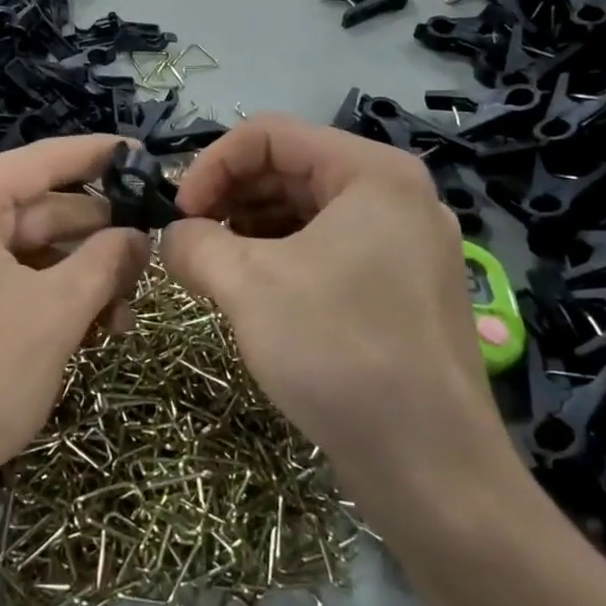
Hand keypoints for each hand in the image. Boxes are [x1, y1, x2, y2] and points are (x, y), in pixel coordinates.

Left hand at [0, 136, 149, 525]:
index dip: (98, 156)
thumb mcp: (55, 313)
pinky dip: (33, 297)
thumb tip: (139, 236)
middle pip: (28, 211)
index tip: (143, 153)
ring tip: (123, 313)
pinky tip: (80, 326)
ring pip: (11, 252)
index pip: (39, 161)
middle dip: (92, 239)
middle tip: (148, 258)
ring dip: (69, 277)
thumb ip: (106, 261)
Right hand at [159, 114, 516, 523]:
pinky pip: (327, 250)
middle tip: (188, 242)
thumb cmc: (340, 354)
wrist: (433, 470)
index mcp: (372, 172)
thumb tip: (171, 237)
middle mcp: (396, 195)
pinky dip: (280, 259)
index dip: (211, 164)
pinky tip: (250, 293)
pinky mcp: (401, 288)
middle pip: (290, 168)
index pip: (269, 134)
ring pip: (306, 211)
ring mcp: (404, 244)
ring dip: (250, 229)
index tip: (177, 214)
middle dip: (229, 197)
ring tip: (212, 269)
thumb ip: (193, 244)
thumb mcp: (247, 286)